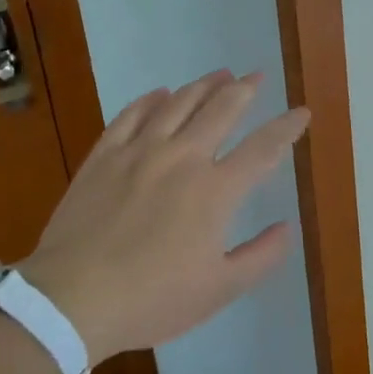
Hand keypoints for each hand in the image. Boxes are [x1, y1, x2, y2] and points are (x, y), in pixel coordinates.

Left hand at [21, 69, 308, 361]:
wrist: (71, 299)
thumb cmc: (151, 299)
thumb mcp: (218, 290)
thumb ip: (260, 257)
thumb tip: (287, 227)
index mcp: (215, 190)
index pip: (263, 148)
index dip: (287, 127)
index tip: (302, 112)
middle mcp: (183, 158)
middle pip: (221, 110)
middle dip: (245, 89)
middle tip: (258, 76)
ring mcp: (140, 152)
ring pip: (179, 103)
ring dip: (204, 85)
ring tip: (220, 74)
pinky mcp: (104, 156)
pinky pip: (132, 115)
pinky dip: (151, 100)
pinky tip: (161, 93)